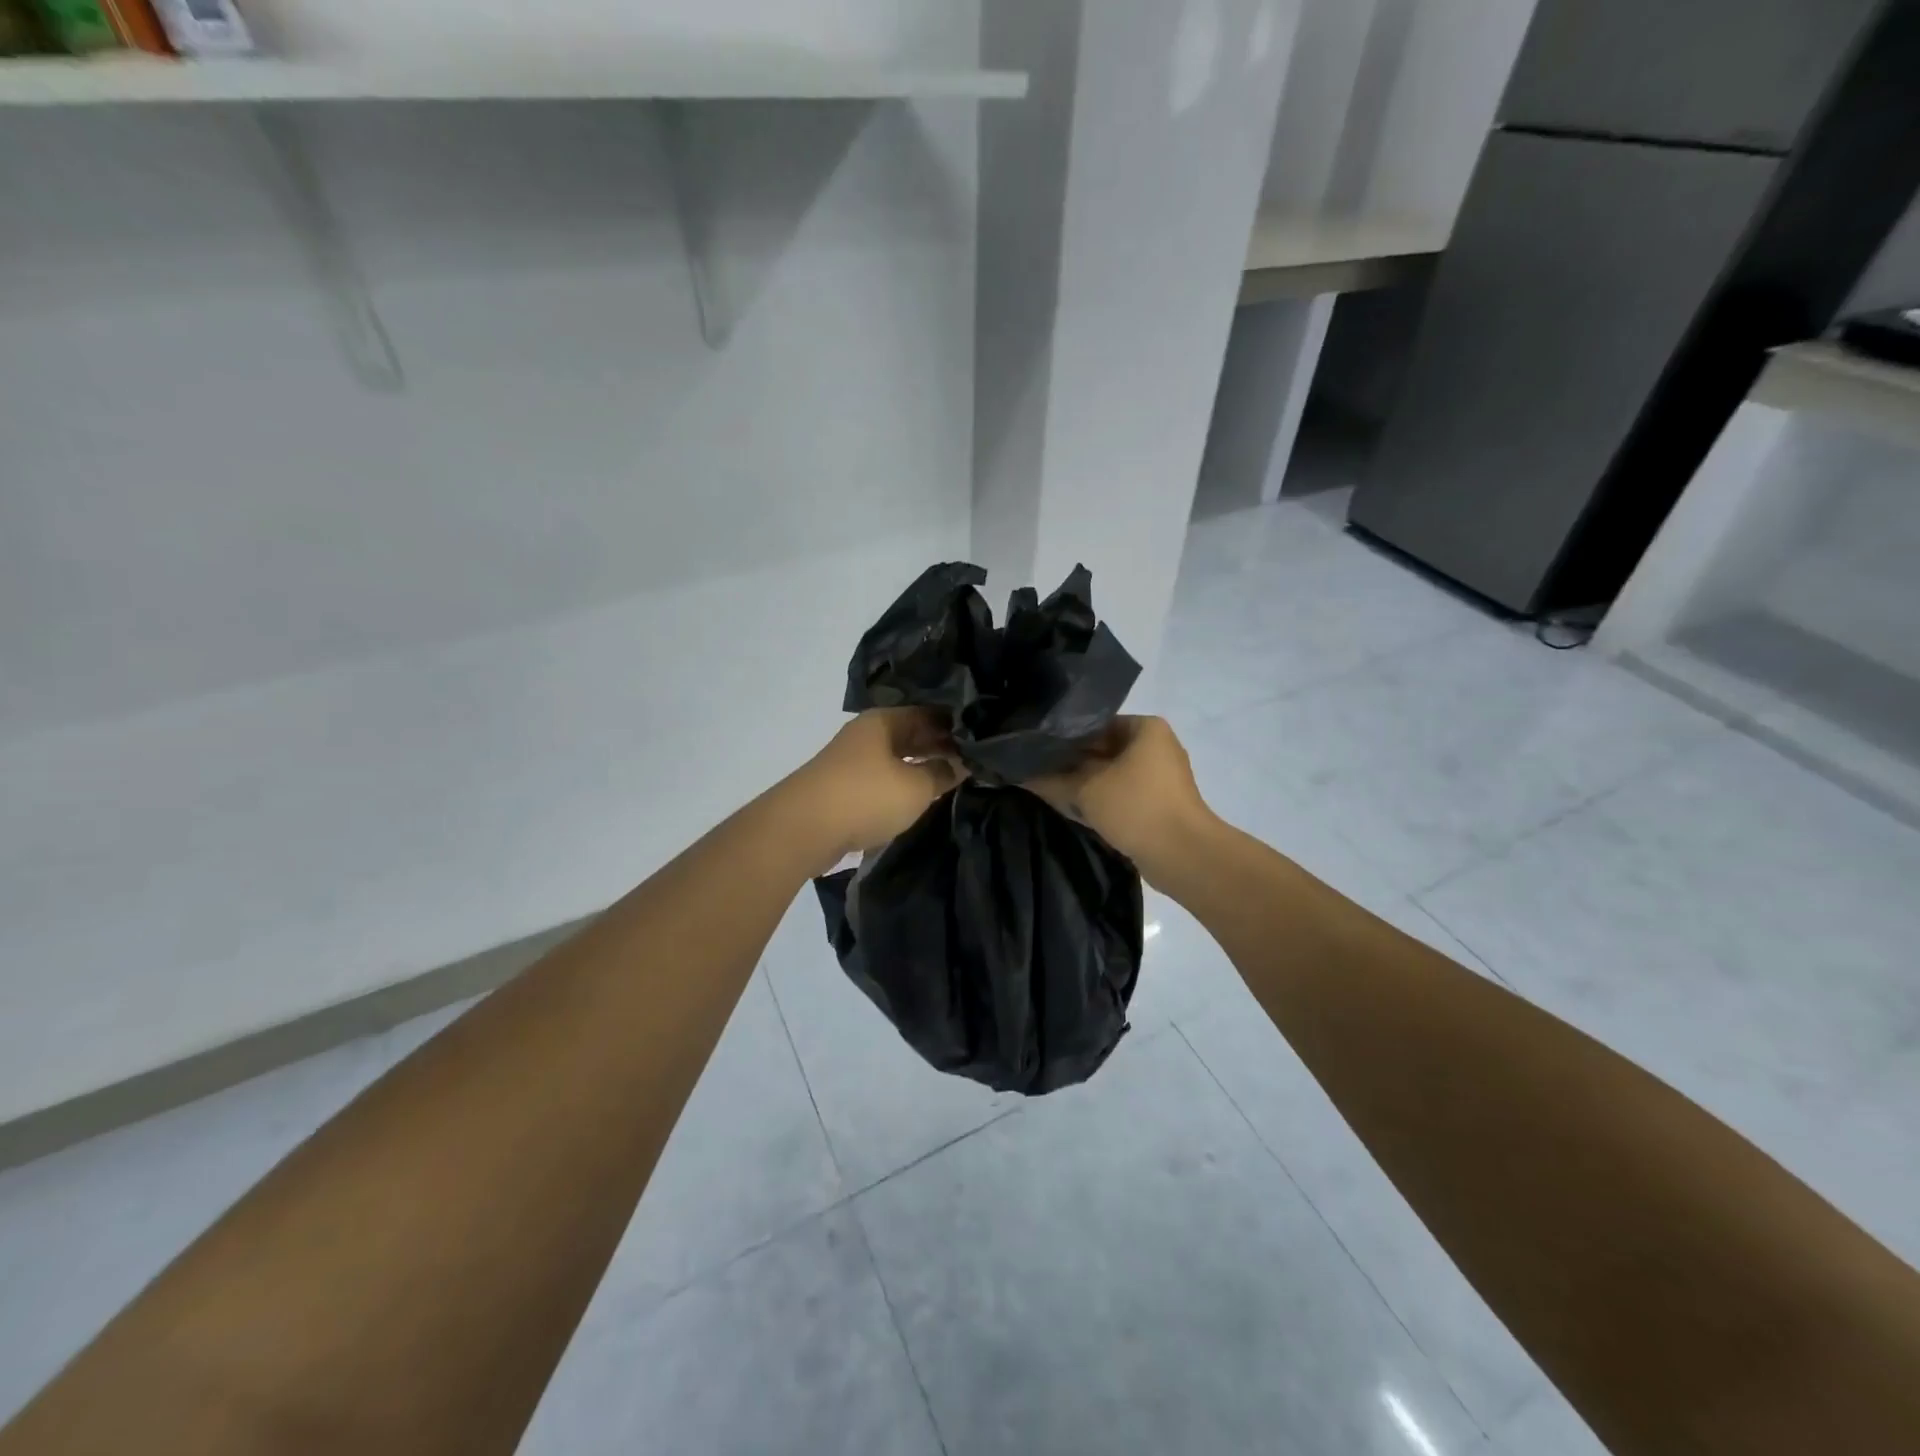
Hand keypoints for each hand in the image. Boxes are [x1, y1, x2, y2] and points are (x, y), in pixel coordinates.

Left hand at [790, 709, 965, 870]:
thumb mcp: (916, 787)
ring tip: (953, 780)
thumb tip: (962, 763)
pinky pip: (883, 781)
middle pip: (911, 735)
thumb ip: (943, 773)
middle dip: (940, 747)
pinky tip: (920, 798)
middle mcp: (867, 735)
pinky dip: (903, 786)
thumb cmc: (865, 797)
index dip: (956, 726)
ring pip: (897, 759)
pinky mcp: (844, 789)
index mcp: (884, 722)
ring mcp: (852, 762)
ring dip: (921, 768)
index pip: (929, 714)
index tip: (982, 739)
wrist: (803, 828)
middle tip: (974, 761)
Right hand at [1023, 716, 1217, 881]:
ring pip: (1110, 774)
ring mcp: (1159, 778)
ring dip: (1083, 784)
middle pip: (1102, 749)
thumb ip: (1051, 780)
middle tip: (1035, 769)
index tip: (1036, 748)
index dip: (1064, 736)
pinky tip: (1071, 807)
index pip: (1095, 723)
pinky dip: (1099, 800)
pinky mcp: (1157, 805)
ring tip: (1046, 788)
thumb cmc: (1136, 807)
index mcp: (1146, 728)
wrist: (1183, 855)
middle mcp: (1156, 747)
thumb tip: (1019, 775)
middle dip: (1071, 762)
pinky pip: (1121, 795)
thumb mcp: (1086, 790)